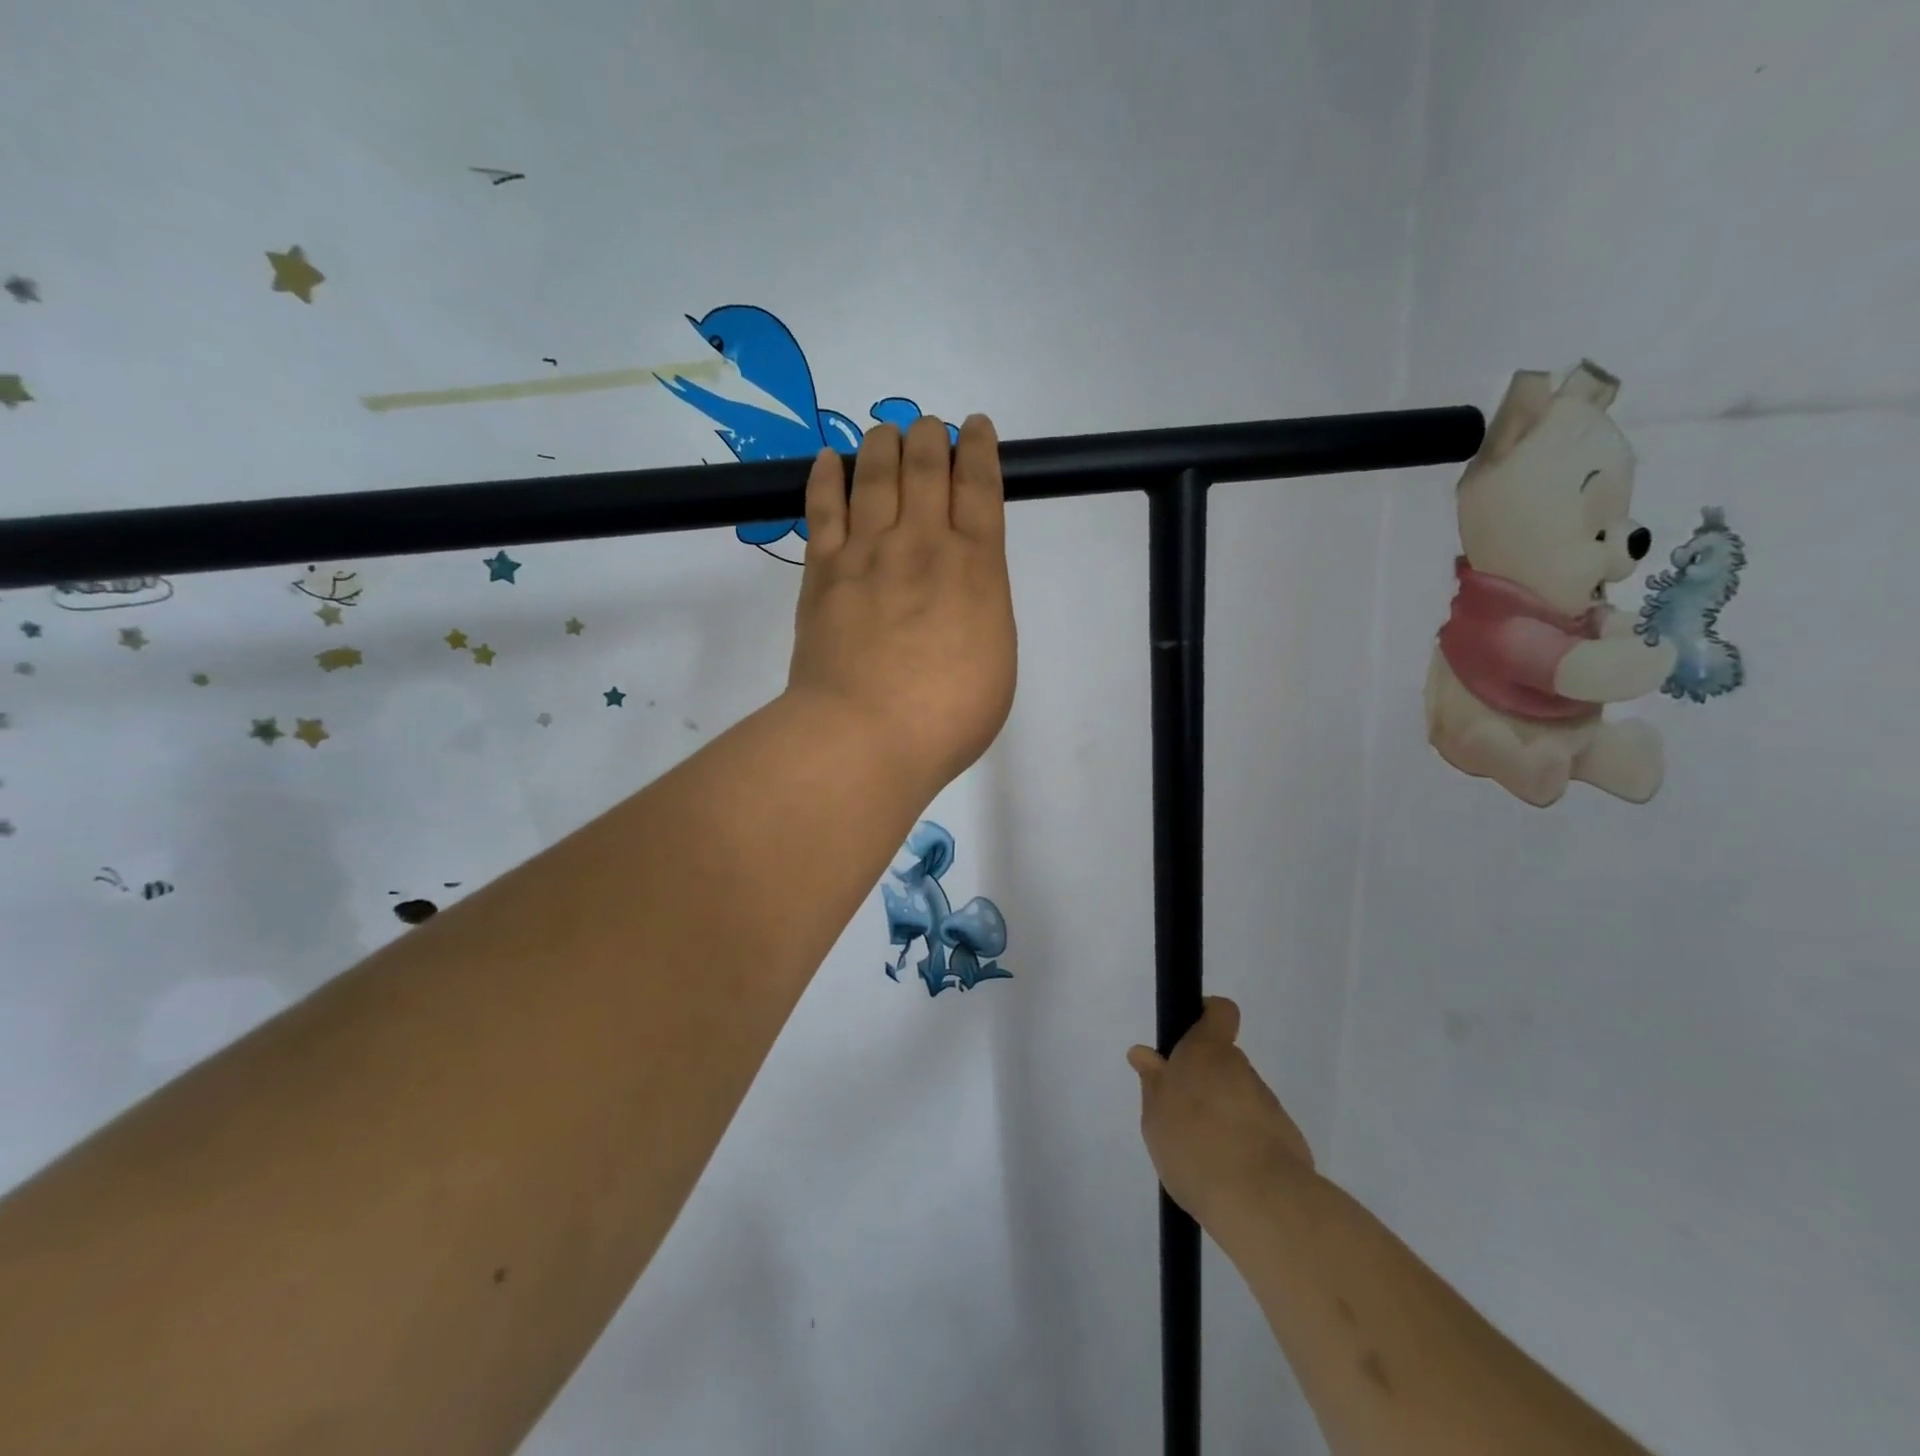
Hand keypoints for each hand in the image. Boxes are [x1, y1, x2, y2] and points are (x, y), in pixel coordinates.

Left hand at [788, 414, 1016, 794]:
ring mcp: (867, 553)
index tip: (975, 429)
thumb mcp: (997, 663)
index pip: (980, 487)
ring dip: (882, 445)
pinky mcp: (822, 572)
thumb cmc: (947, 715)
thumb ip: (983, 612)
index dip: (979, 449)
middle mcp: (922, 544)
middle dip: (930, 438)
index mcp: (976, 567)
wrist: (865, 735)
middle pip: (925, 468)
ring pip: (875, 476)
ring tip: (885, 432)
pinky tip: (830, 458)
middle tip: (928, 428)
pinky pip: (824, 509)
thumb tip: (963, 590)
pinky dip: (827, 477)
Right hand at [1128, 998, 1315, 1226]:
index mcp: (1206, 1052)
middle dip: (1204, 1082)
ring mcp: (1268, 1104)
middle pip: (1223, 1062)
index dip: (1206, 1016)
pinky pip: (1255, 1131)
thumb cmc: (1193, 1144)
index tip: (1188, 1038)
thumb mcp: (1155, 1114)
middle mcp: (1240, 1069)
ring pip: (1238, 1098)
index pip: (1219, 1011)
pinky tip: (1225, 1176)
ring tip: (1200, 1154)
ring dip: (1222, 1115)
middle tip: (1180, 1114)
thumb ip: (1153, 1082)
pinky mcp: (1286, 1140)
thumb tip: (1144, 1054)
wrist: (1259, 1201)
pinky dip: (1241, 1145)